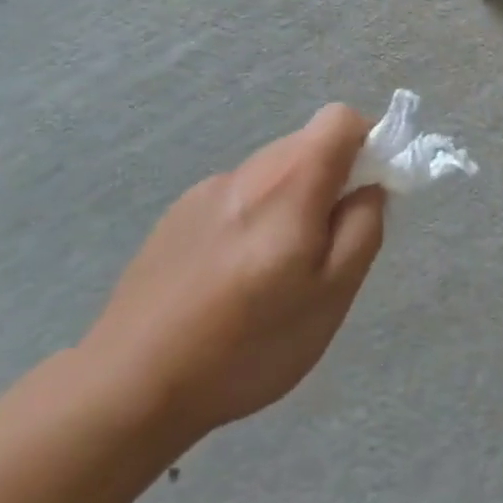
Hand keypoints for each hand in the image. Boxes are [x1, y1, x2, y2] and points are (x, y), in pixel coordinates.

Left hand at [81, 104, 384, 445]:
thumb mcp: (331, 297)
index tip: (369, 190)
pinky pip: (236, 196)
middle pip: (306, 144)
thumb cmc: (248, 345)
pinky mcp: (177, 214)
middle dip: (331, 180)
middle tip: (326, 246)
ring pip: (271, 172)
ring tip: (276, 271)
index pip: (340, 119)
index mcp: (290, 182)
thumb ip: (362, 229)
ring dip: (291, 201)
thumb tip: (370, 187)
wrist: (132, 383)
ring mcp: (206, 190)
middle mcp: (248, 171)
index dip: (367, 142)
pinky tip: (232, 278)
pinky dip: (253, 218)